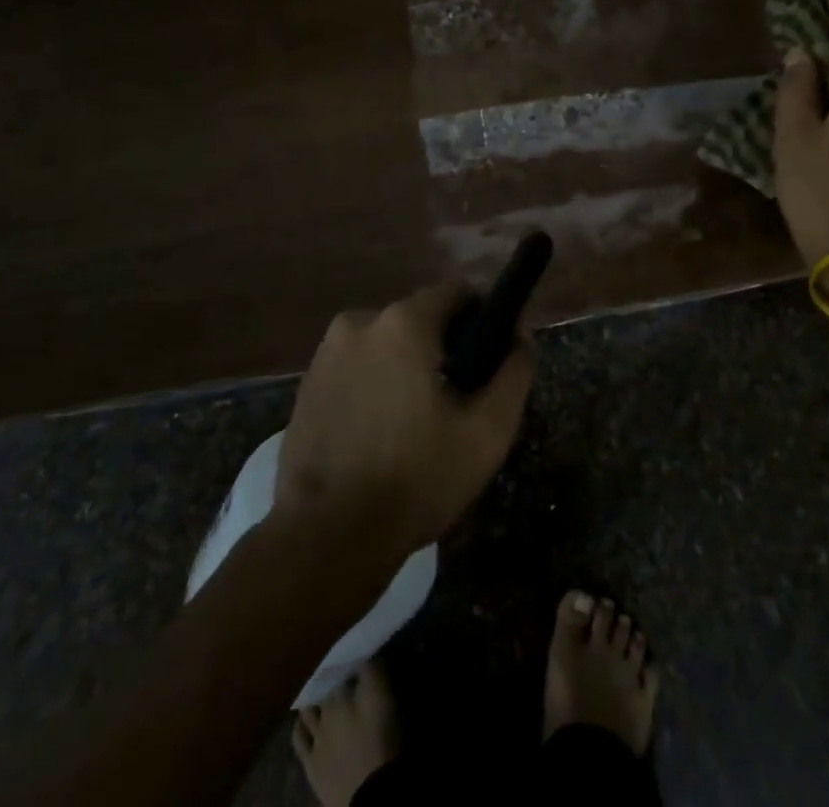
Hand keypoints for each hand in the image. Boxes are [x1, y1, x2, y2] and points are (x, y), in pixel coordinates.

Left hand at [275, 280, 534, 560]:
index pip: (455, 291)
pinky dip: (376, 384)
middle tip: (459, 400)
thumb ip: (513, 374)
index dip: (482, 316)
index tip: (491, 355)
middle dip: (444, 347)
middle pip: (420, 318)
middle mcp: (359, 321)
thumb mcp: (486, 433)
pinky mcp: (307, 383)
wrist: (326, 538)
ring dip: (408, 366)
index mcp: (403, 323)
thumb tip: (521, 337)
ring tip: (418, 423)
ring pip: (387, 344)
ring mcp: (326, 353)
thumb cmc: (415, 480)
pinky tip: (382, 432)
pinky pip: (357, 367)